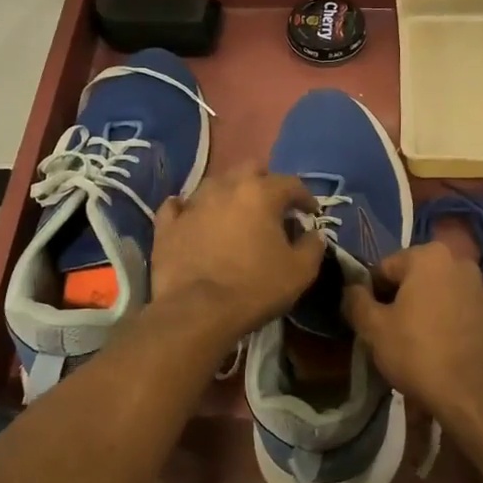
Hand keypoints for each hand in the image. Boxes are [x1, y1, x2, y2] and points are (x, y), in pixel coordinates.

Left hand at [150, 168, 328, 341]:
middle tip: (273, 206)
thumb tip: (314, 234)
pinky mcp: (168, 225)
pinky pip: (178, 207)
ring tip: (237, 213)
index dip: (305, 197)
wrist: (196, 312)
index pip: (291, 183)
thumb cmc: (254, 288)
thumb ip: (313, 246)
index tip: (310, 213)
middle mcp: (225, 188)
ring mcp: (193, 204)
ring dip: (230, 193)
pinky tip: (193, 216)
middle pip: (250, 170)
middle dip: (266, 183)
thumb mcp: (300, 272)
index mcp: (261, 193)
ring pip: (215, 184)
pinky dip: (189, 209)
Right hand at [342, 242, 482, 422]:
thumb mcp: (374, 329)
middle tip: (393, 335)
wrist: (477, 396)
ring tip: (422, 348)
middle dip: (404, 301)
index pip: (385, 268)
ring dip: (431, 312)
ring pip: (444, 297)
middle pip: (418, 280)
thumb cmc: (419, 354)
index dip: (372, 294)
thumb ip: (356, 301)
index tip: (369, 321)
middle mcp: (462, 263)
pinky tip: (449, 353)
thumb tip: (351, 288)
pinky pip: (467, 316)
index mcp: (430, 256)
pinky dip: (455, 327)